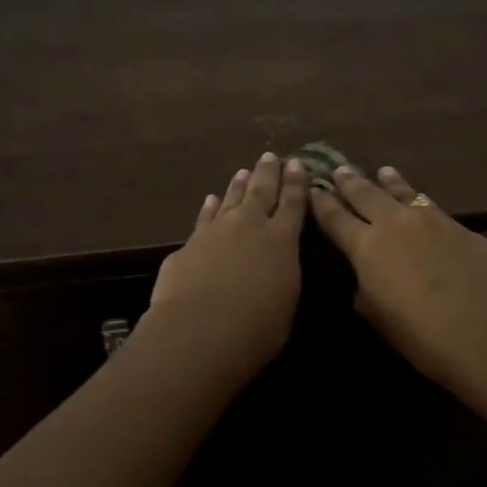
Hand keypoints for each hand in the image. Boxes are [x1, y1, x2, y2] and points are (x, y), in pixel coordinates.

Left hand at [143, 152, 308, 380]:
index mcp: (282, 240)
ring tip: (244, 171)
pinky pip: (204, 218)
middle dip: (268, 173)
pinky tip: (210, 200)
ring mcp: (216, 231)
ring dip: (238, 185)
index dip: (297, 183)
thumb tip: (276, 265)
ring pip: (230, 199)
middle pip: (261, 192)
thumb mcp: (286, 302)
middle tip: (271, 156)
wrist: (200, 330)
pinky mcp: (189, 245)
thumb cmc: (257, 327)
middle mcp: (250, 226)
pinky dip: (209, 207)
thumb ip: (282, 276)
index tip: (298, 164)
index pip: (293, 204)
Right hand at [308, 164, 486, 390]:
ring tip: (382, 171)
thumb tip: (367, 276)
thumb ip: (366, 288)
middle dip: (350, 182)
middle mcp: (395, 223)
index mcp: (366, 247)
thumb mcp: (378, 316)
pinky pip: (431, 207)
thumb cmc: (421, 336)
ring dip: (389, 182)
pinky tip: (420, 201)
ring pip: (403, 193)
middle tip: (339, 169)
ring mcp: (431, 221)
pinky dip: (418, 200)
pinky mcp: (461, 229)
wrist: (486, 334)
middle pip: (366, 194)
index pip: (335, 217)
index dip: (322, 203)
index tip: (313, 188)